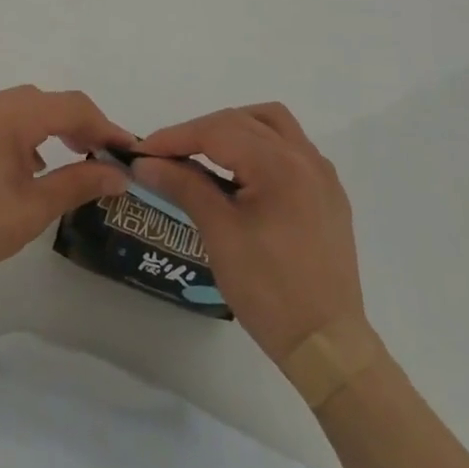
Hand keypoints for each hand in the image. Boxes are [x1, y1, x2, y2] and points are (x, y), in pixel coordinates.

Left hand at [0, 85, 134, 283]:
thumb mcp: (31, 208)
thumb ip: (78, 183)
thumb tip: (118, 174)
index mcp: (12, 113)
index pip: (73, 106)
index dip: (105, 126)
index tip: (127, 151)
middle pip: (47, 103)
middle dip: (79, 127)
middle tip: (101, 158)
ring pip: (20, 110)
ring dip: (49, 130)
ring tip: (67, 162)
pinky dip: (20, 135)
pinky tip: (23, 167)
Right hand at [133, 103, 368, 364]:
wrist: (327, 346)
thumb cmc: (269, 290)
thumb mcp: (220, 234)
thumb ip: (184, 186)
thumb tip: (145, 163)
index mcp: (279, 164)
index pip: (217, 131)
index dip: (175, 137)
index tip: (141, 152)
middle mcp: (304, 157)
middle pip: (242, 121)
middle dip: (199, 132)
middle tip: (165, 156)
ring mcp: (321, 174)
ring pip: (271, 124)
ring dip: (233, 128)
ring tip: (203, 152)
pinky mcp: (327, 193)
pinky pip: (289, 147)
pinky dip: (259, 145)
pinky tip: (241, 172)